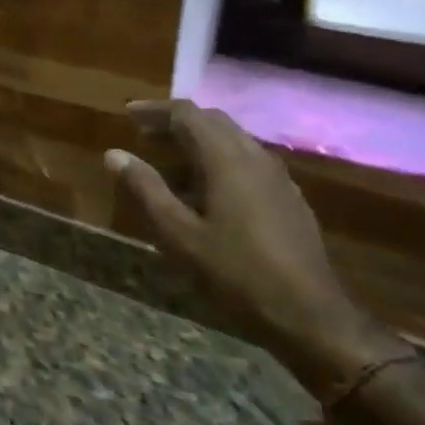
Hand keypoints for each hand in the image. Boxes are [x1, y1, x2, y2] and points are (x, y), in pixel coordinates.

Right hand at [105, 101, 402, 396]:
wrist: (310, 315)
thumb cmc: (236, 273)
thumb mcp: (179, 234)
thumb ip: (146, 189)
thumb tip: (114, 154)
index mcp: (227, 158)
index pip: (188, 114)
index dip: (155, 110)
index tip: (128, 114)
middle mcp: (255, 156)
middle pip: (212, 121)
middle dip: (176, 123)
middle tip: (144, 135)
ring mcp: (277, 176)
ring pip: (232, 140)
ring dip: (198, 141)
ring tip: (168, 163)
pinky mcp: (288, 197)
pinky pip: (248, 161)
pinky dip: (219, 160)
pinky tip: (206, 191)